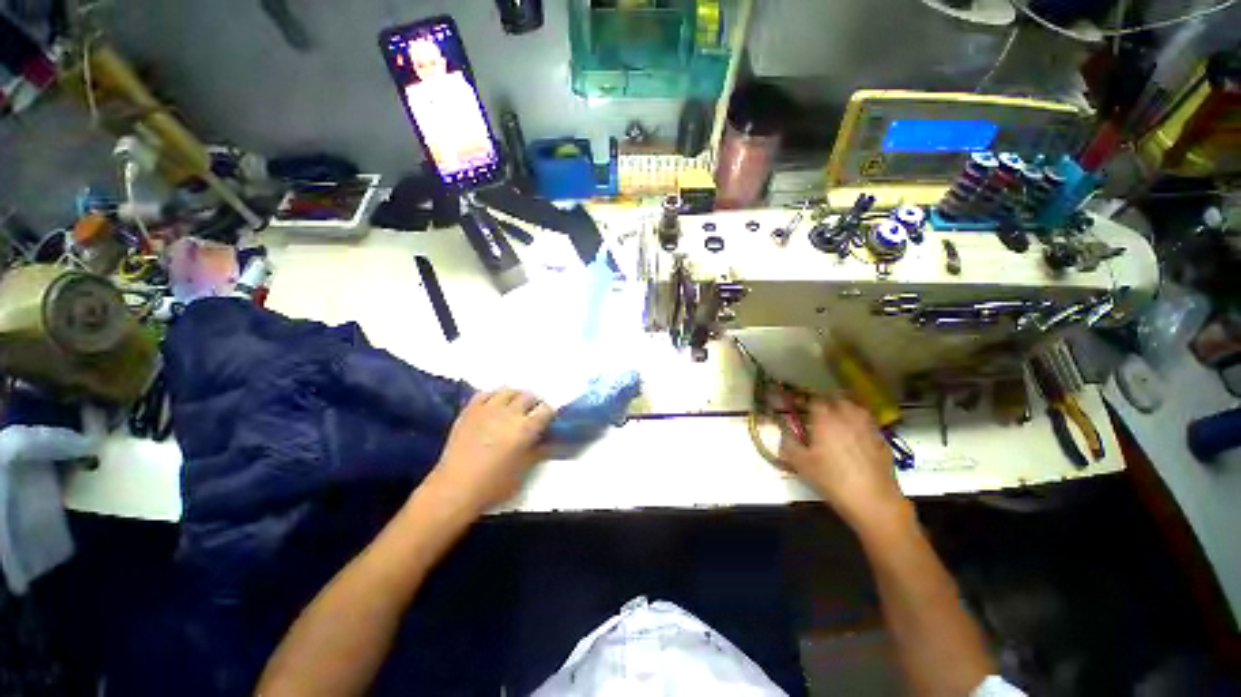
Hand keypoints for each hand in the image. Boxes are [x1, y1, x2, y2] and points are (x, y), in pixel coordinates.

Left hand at [429, 388, 555, 513]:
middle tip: (533, 414)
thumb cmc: (493, 485)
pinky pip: (485, 394)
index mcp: (525, 428)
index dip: (550, 414)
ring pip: (508, 390)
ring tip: (515, 406)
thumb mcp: (524, 470)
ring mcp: (487, 409)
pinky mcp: (469, 411)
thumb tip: (551, 440)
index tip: (549, 421)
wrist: (454, 489)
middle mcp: (509, 413)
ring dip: (516, 396)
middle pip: (529, 396)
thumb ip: (540, 450)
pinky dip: (493, 396)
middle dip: (535, 403)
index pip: (546, 410)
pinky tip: (494, 405)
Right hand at [780, 399, 909, 532]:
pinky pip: (870, 425)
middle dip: (828, 402)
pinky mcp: (883, 441)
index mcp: (825, 419)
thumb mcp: (800, 464)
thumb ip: (788, 445)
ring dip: (847, 409)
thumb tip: (783, 435)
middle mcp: (848, 418)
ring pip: (857, 409)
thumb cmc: (831, 479)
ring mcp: (868, 428)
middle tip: (820, 411)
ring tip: (840, 418)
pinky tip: (858, 435)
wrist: (873, 500)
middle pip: (838, 399)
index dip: (807, 402)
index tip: (801, 407)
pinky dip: (862, 425)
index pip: (815, 400)